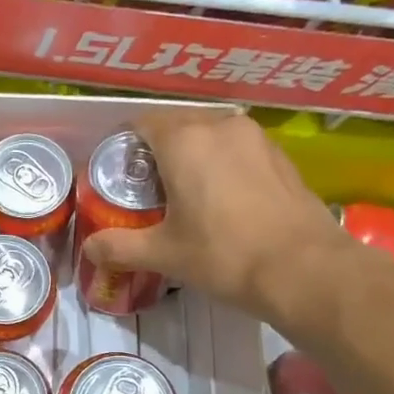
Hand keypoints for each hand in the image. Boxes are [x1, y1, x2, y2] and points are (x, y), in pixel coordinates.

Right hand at [80, 109, 353, 328]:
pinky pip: (237, 149)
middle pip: (175, 126)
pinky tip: (222, 201)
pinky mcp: (280, 155)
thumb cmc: (225, 255)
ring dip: (192, 157)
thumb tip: (89, 248)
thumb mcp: (164, 254)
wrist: (305, 269)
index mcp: (183, 141)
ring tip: (183, 195)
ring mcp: (255, 137)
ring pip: (209, 136)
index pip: (141, 124)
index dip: (123, 147)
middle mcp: (219, 126)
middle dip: (156, 153)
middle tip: (146, 191)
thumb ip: (119, 247)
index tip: (116, 176)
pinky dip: (222, 165)